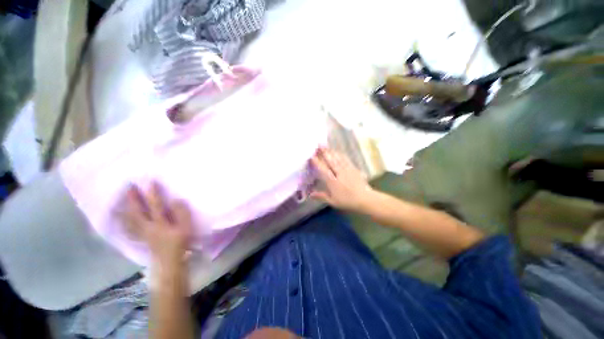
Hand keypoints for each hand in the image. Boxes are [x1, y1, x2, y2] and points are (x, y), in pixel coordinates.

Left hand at [124, 182, 191, 266]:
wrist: (170, 261)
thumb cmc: (180, 243)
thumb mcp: (186, 227)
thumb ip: (182, 213)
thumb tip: (175, 200)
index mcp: (160, 223)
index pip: (155, 205)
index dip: (153, 193)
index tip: (150, 181)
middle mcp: (147, 226)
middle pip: (137, 211)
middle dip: (133, 198)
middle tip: (129, 186)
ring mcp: (142, 233)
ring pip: (129, 219)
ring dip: (124, 208)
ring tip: (118, 200)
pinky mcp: (141, 238)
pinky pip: (129, 229)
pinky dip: (123, 222)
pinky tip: (120, 219)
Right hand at [310, 147, 375, 211]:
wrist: (365, 199)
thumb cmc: (347, 201)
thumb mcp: (333, 201)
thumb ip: (321, 196)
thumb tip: (310, 195)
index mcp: (332, 181)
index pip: (323, 169)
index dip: (317, 162)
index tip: (311, 157)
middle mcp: (339, 173)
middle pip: (330, 160)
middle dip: (324, 152)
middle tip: (318, 145)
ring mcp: (347, 169)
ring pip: (338, 158)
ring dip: (331, 151)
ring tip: (326, 146)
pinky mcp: (353, 168)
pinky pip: (345, 159)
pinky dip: (340, 154)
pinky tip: (338, 152)